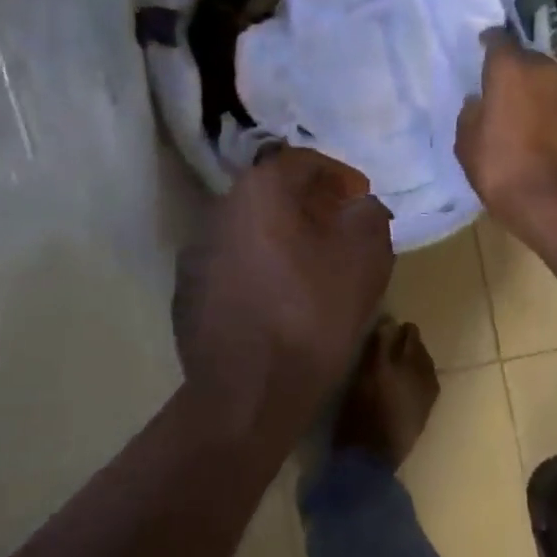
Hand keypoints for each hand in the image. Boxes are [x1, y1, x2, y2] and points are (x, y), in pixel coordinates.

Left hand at [173, 148, 392, 435]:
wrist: (247, 395)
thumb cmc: (312, 314)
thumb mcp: (365, 257)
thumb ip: (369, 215)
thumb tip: (358, 208)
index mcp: (259, 192)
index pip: (301, 161)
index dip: (337, 174)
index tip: (359, 196)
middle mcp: (219, 211)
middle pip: (271, 193)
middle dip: (310, 204)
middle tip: (340, 227)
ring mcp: (196, 253)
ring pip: (250, 229)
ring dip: (282, 236)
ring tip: (312, 265)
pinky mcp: (187, 293)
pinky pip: (232, 264)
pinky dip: (259, 267)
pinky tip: (279, 299)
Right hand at [456, 30, 556, 237]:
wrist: (552, 201)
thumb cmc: (500, 166)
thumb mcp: (467, 141)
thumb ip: (471, 113)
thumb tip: (480, 102)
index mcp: (511, 68)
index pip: (498, 39)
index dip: (488, 43)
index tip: (480, 50)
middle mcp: (544, 69)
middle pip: (525, 57)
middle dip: (511, 68)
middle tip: (496, 86)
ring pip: (544, 78)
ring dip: (531, 88)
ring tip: (516, 108)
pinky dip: (546, 107)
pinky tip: (534, 126)